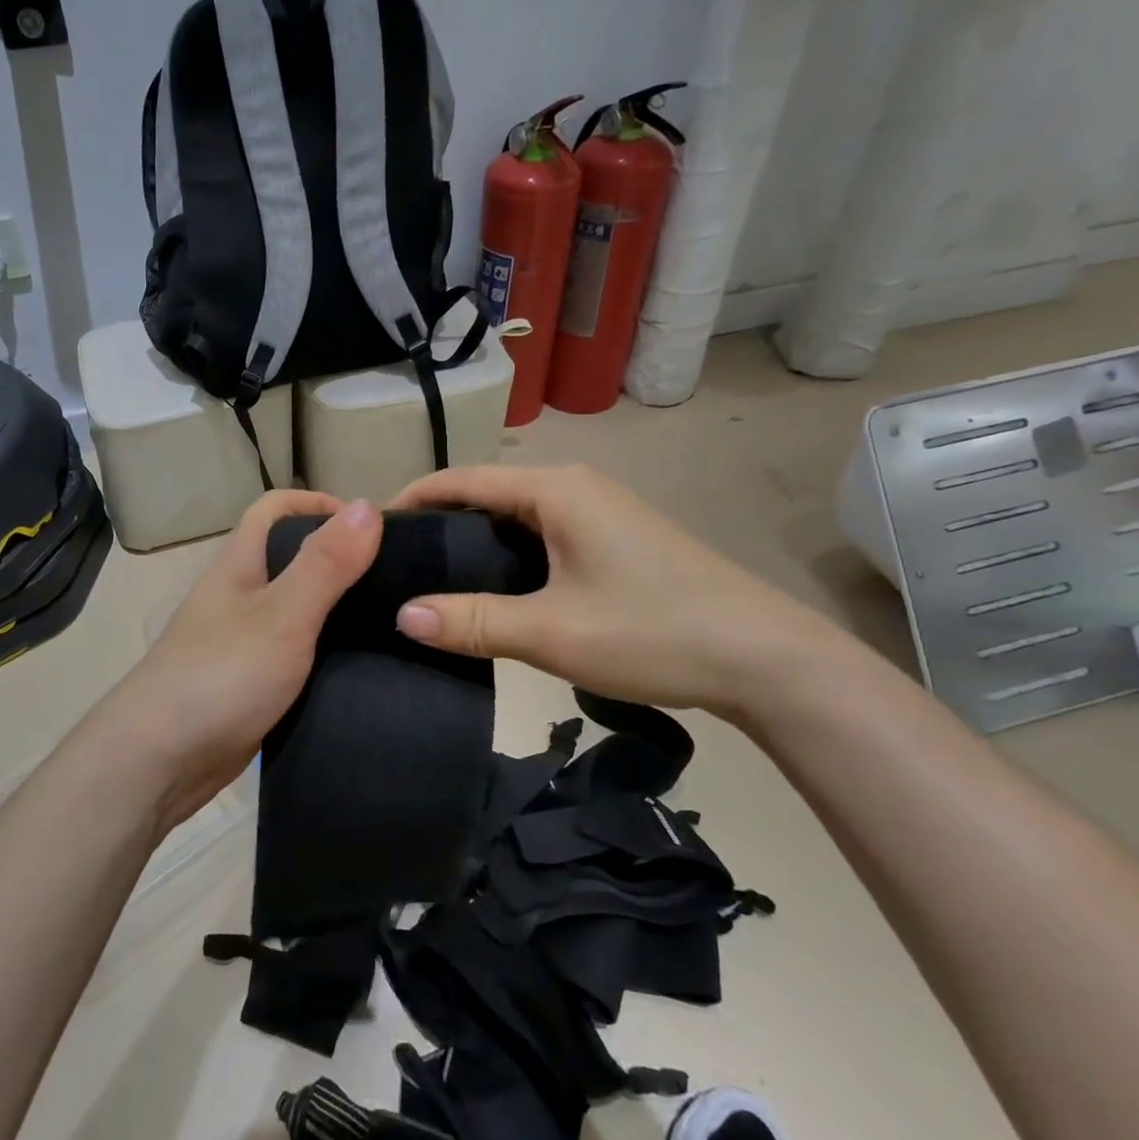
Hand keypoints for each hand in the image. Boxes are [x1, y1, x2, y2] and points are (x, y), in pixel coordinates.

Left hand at [98, 490, 380, 828]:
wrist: (161, 760)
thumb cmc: (221, 676)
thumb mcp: (282, 615)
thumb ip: (325, 564)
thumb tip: (368, 504)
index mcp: (240, 564)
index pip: (274, 508)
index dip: (318, 504)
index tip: (371, 528)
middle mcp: (239, 594)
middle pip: (290, 556)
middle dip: (338, 557)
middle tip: (394, 578)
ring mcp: (242, 639)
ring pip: (296, 607)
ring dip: (336, 607)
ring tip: (390, 620)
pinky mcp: (251, 681)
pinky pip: (294, 651)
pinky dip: (324, 650)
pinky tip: (359, 666)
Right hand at [390, 465, 842, 721]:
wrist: (765, 659)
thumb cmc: (652, 631)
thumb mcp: (551, 631)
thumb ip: (472, 622)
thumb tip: (402, 615)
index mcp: (554, 490)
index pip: (463, 480)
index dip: (414, 499)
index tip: (373, 531)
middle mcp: (574, 489)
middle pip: (487, 495)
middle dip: (438, 524)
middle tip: (394, 565)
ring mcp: (599, 514)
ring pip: (515, 518)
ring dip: (473, 543)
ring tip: (430, 581)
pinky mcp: (614, 541)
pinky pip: (541, 536)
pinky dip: (506, 556)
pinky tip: (492, 592)